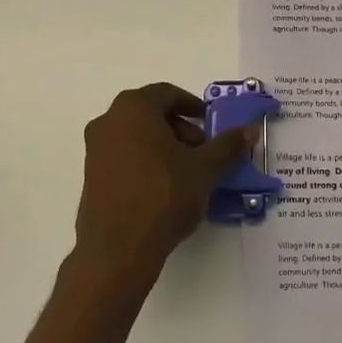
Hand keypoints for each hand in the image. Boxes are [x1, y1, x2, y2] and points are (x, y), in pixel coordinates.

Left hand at [70, 83, 255, 293]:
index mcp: (134, 108)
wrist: (118, 248)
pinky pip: (124, 157)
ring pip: (137, 136)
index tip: (211, 124)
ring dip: (165, 147)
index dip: (193, 106)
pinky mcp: (91, 176)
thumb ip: (228, 145)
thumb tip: (250, 129)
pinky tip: (165, 190)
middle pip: (151, 114)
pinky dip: (146, 162)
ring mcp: (95, 149)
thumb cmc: (163, 196)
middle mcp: (108, 121)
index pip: (167, 94)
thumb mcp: (204, 169)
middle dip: (181, 129)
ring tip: (188, 174)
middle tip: (204, 152)